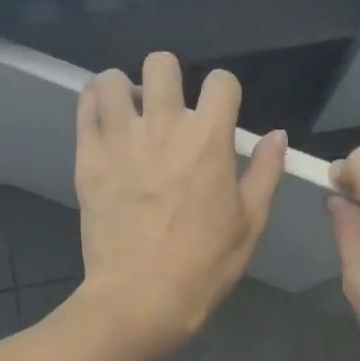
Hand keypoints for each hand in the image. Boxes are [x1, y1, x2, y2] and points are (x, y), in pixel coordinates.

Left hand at [72, 52, 286, 360]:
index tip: (219, 112)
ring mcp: (120, 139)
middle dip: (169, 78)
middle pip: (162, 64)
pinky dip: (94, 106)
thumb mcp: (250, 223)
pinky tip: (105, 125)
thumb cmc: (204, 264)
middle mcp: (164, 126)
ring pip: (112, 79)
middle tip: (168, 109)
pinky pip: (84, 108)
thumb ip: (265, 172)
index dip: (224, 92)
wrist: (141, 296)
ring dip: (124, 89)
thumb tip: (275, 135)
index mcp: (209, 139)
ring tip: (129, 114)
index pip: (221, 82)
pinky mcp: (88, 156)